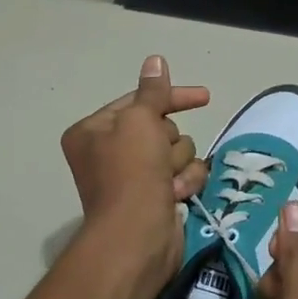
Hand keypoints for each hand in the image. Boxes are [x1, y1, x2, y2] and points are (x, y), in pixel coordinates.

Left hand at [59, 55, 209, 291]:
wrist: (136, 238)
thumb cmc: (131, 173)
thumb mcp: (141, 121)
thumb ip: (153, 91)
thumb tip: (155, 60)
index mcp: (94, 131)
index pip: (138, 101)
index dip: (171, 98)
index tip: (203, 96)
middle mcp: (110, 152)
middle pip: (161, 128)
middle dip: (169, 142)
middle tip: (160, 158)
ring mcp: (133, 177)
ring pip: (177, 151)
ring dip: (178, 164)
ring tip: (167, 183)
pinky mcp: (155, 197)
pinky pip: (183, 175)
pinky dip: (184, 183)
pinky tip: (175, 196)